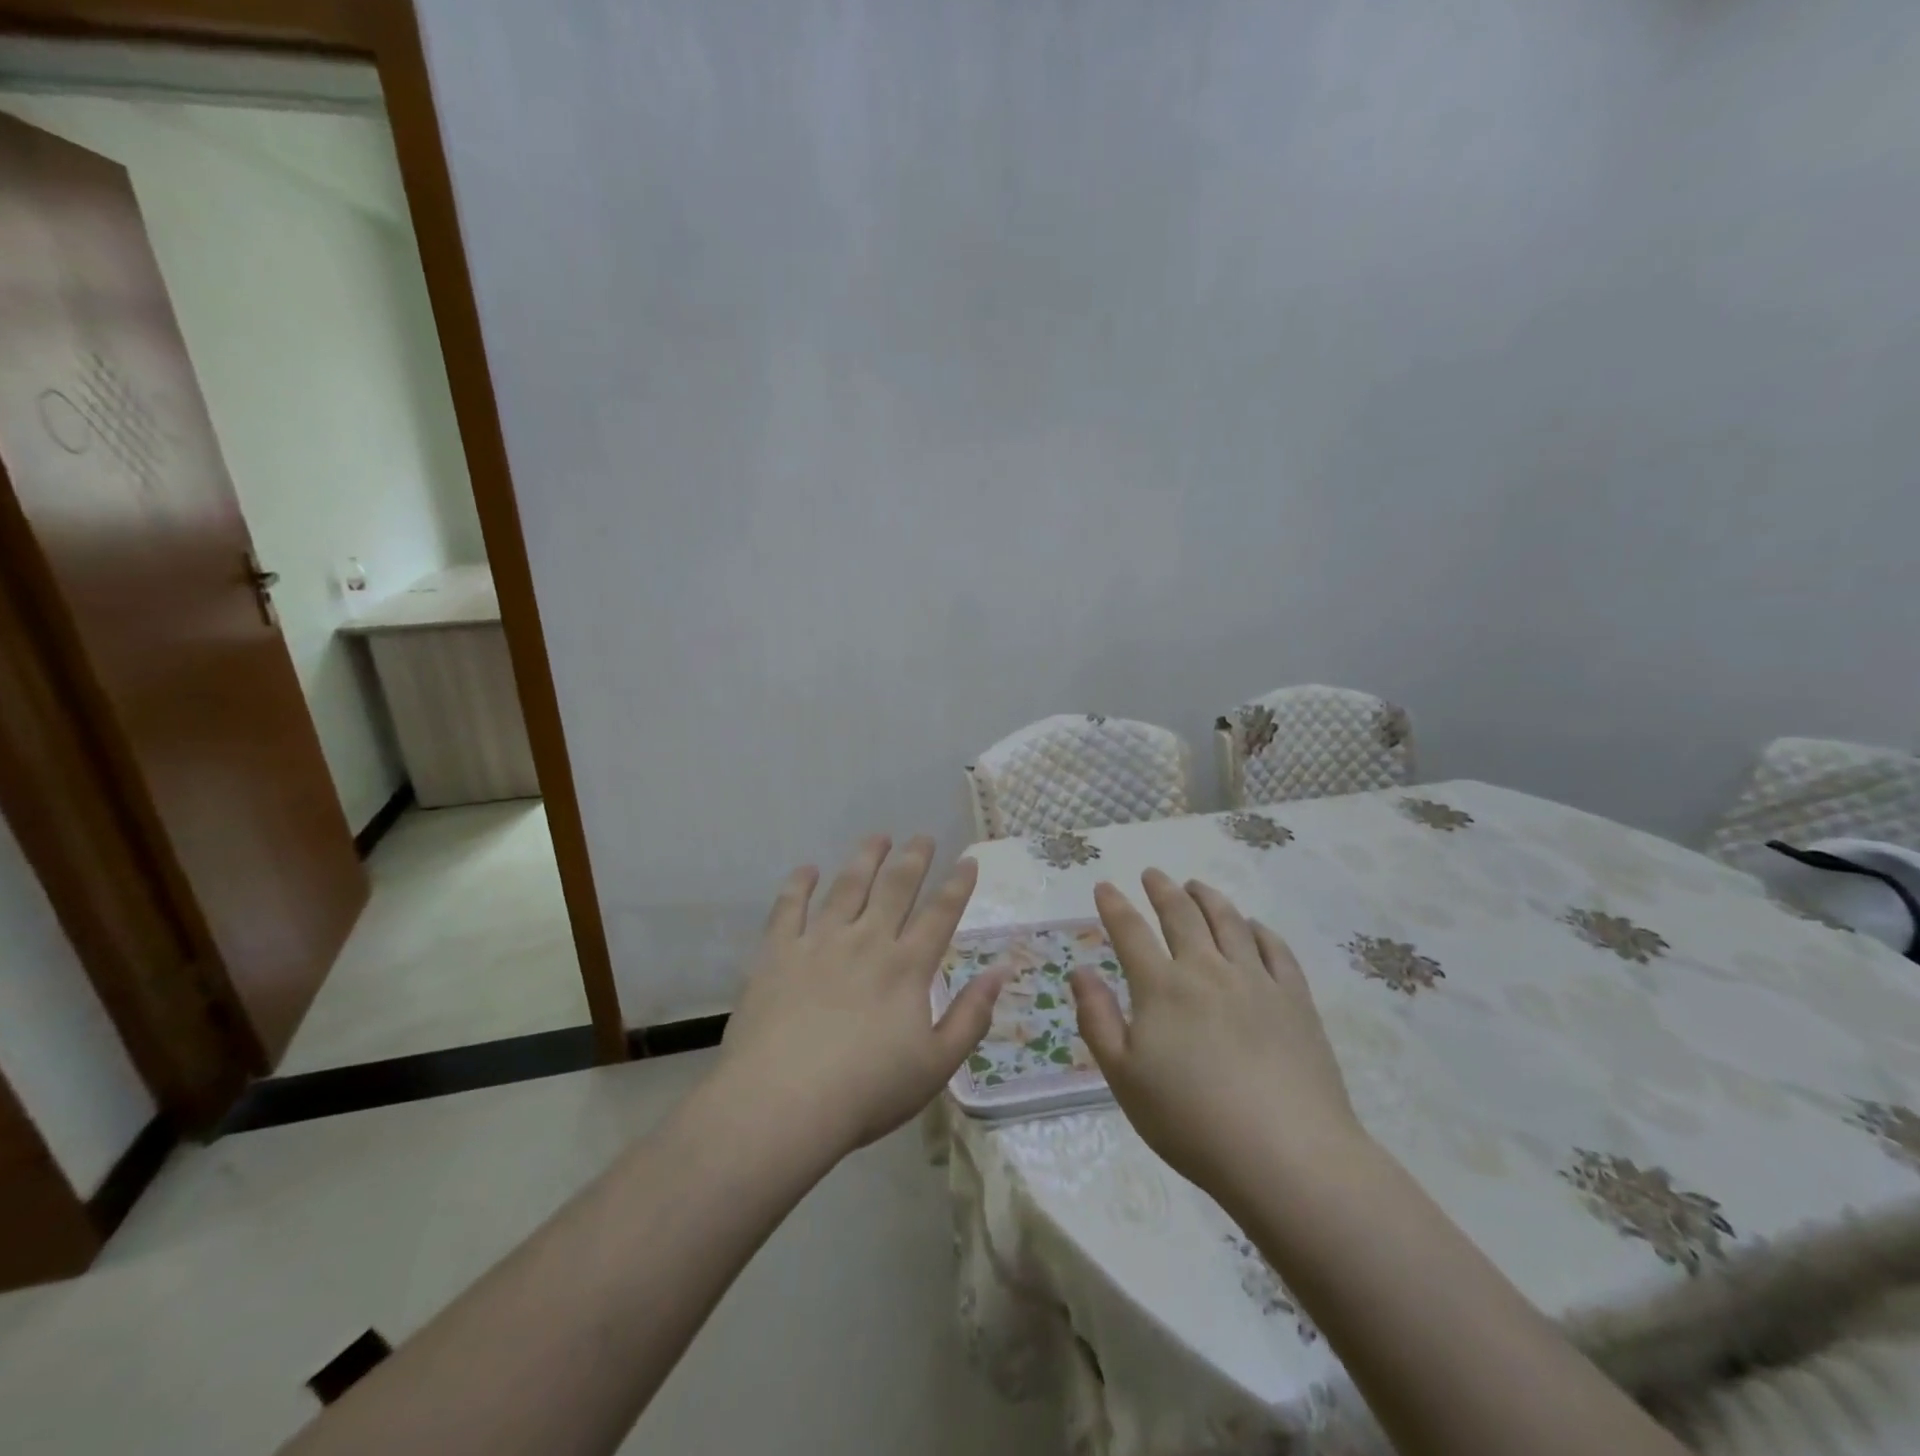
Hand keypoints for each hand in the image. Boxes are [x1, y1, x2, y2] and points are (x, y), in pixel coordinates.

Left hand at [715, 834, 1004, 1158]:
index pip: (940, 914)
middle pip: (895, 887)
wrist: (782, 1104)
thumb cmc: (866, 1091)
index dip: (957, 885)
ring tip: (877, 837)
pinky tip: (807, 869)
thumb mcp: (936, 1065)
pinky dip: (798, 884)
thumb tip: (1000, 971)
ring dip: (865, 858)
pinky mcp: (778, 952)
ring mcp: (819, 942)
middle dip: (913, 858)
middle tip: (922, 837)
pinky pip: (788, 907)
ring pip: (847, 886)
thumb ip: (971, 1015)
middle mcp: (867, 941)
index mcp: (907, 967)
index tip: (967, 860)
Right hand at [1069, 869, 1366, 1199]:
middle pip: (1182, 915)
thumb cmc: (1191, 1121)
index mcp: (1162, 987)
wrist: (1286, 1154)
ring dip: (1208, 898)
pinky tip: (1253, 926)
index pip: (1131, 932)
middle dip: (1162, 890)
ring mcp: (1256, 980)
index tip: (1105, 885)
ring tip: (1196, 885)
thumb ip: (1096, 1019)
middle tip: (1153, 874)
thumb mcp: (1123, 1077)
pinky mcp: (1295, 999)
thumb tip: (1079, 971)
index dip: (1115, 905)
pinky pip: (1275, 949)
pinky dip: (1259, 930)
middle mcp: (1207, 970)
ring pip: (1229, 922)